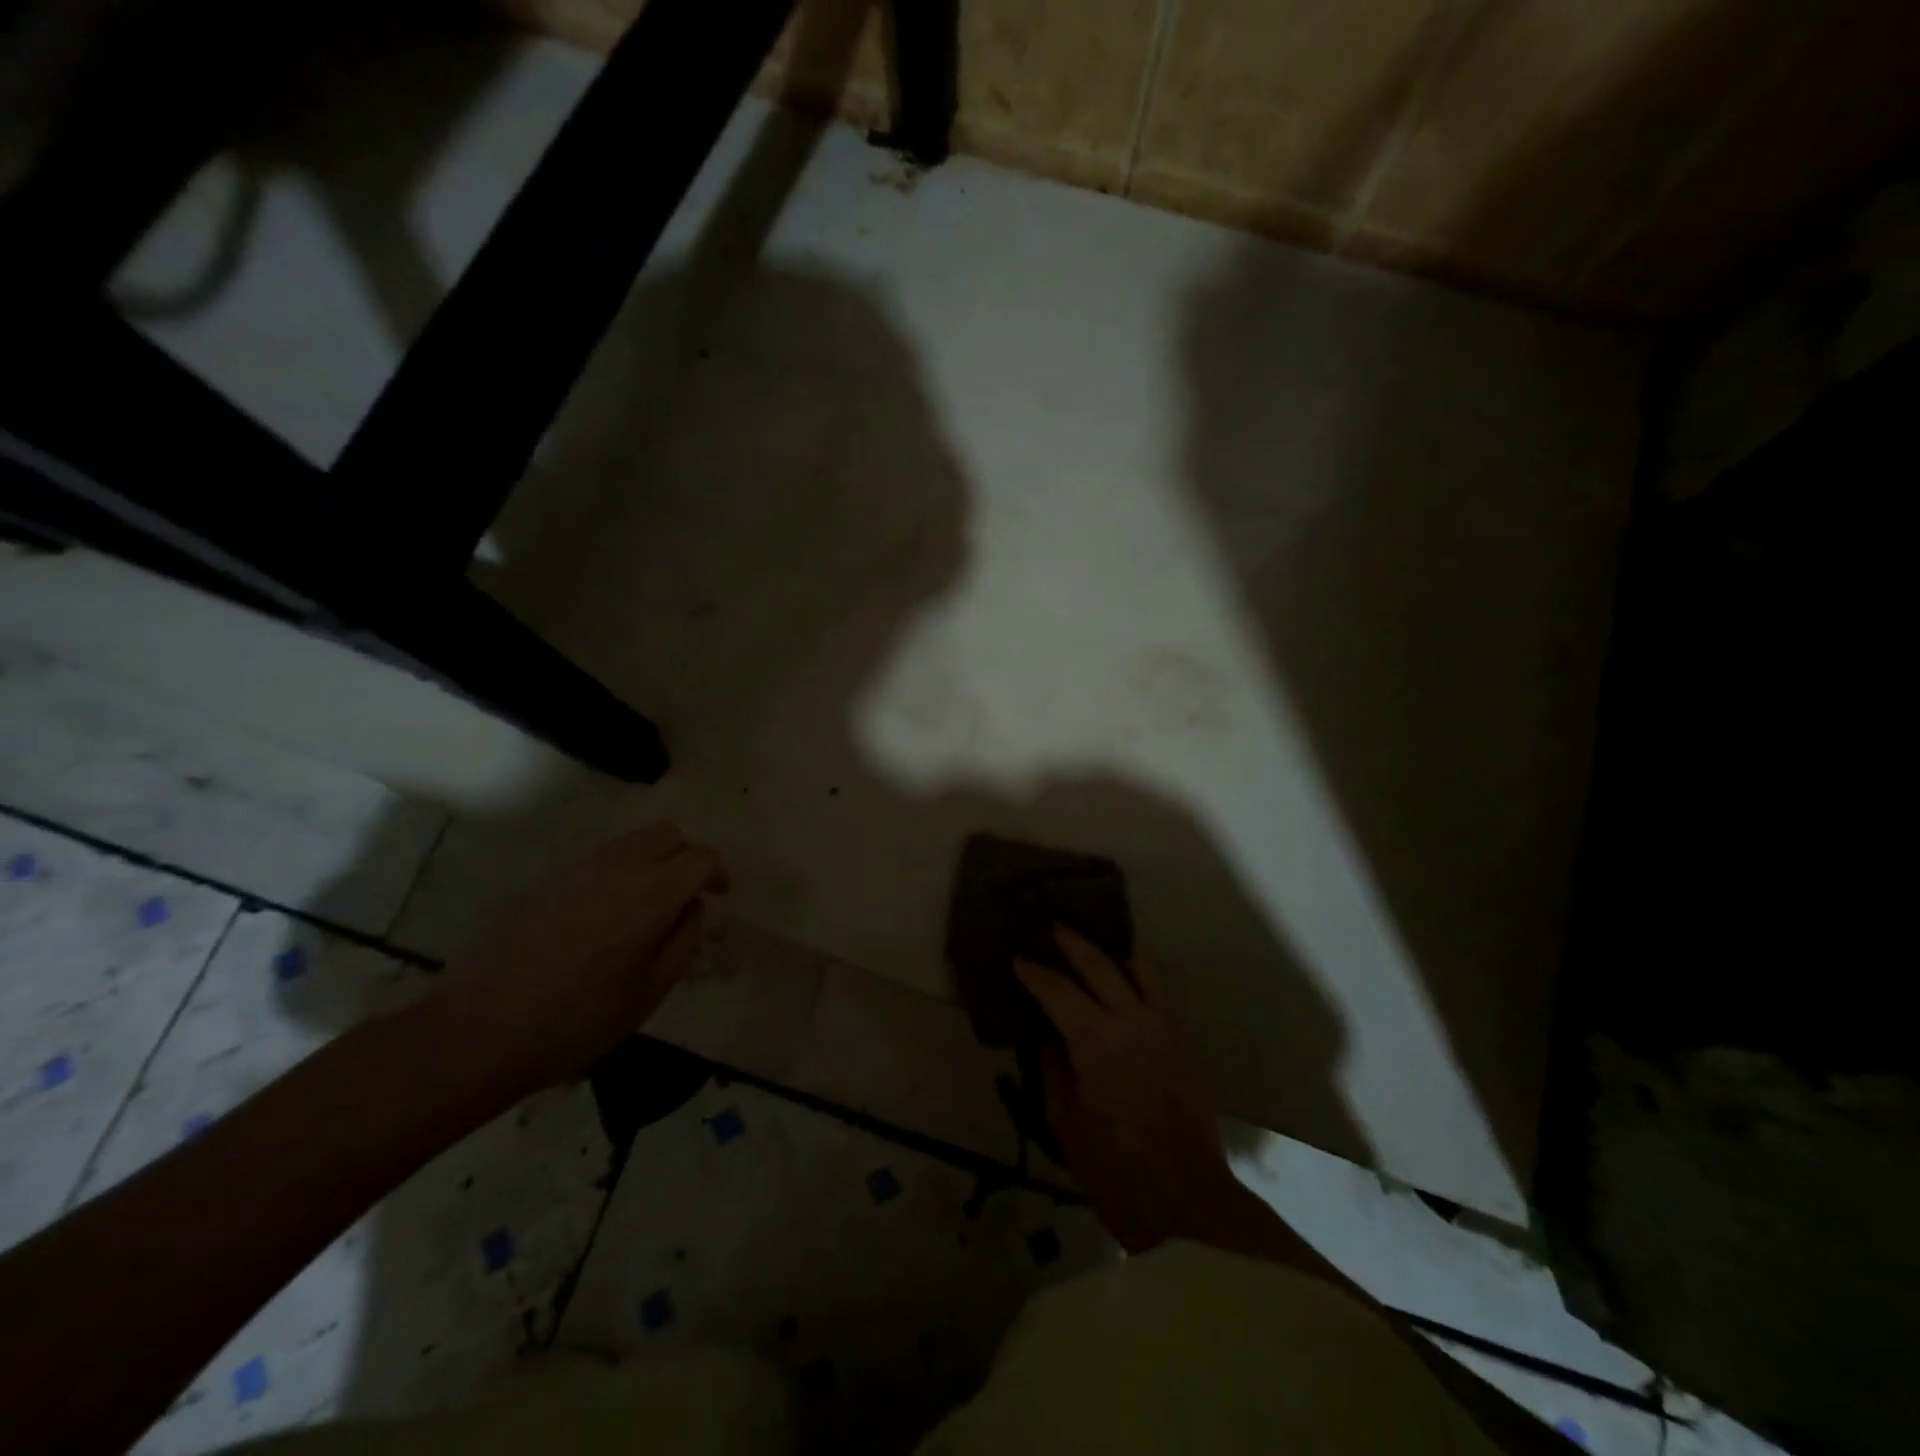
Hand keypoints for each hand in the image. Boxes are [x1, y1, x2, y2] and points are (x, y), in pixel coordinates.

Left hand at [426, 824, 726, 1099]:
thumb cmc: (577, 1019)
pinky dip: (619, 872)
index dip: (718, 872)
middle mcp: (618, 866)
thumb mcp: (649, 991)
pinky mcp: (545, 881)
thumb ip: (683, 941)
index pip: (701, 857)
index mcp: (652, 891)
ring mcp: (577, 869)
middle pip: (667, 834)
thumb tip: (691, 909)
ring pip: (631, 842)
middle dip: (687, 856)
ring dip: (652, 861)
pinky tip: (606, 916)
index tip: (721, 893)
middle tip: (688, 894)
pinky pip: (598, 860)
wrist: (477, 1029)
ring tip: (648, 906)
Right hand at [1017, 927, 1247, 1253]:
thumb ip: (1053, 1070)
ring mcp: (1164, 1028)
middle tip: (1052, 928)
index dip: (1035, 973)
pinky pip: (1159, 993)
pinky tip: (1125, 985)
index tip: (1018, 960)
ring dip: (1112, 955)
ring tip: (1093, 951)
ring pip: (1140, 969)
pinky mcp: (1184, 1042)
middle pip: (1100, 965)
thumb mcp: (1065, 1123)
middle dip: (1072, 944)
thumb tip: (1049, 1038)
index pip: (1058, 990)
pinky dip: (1138, 978)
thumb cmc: (1115, 1171)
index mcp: (1096, 1042)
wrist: (1187, 1202)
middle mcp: (1132, 1022)